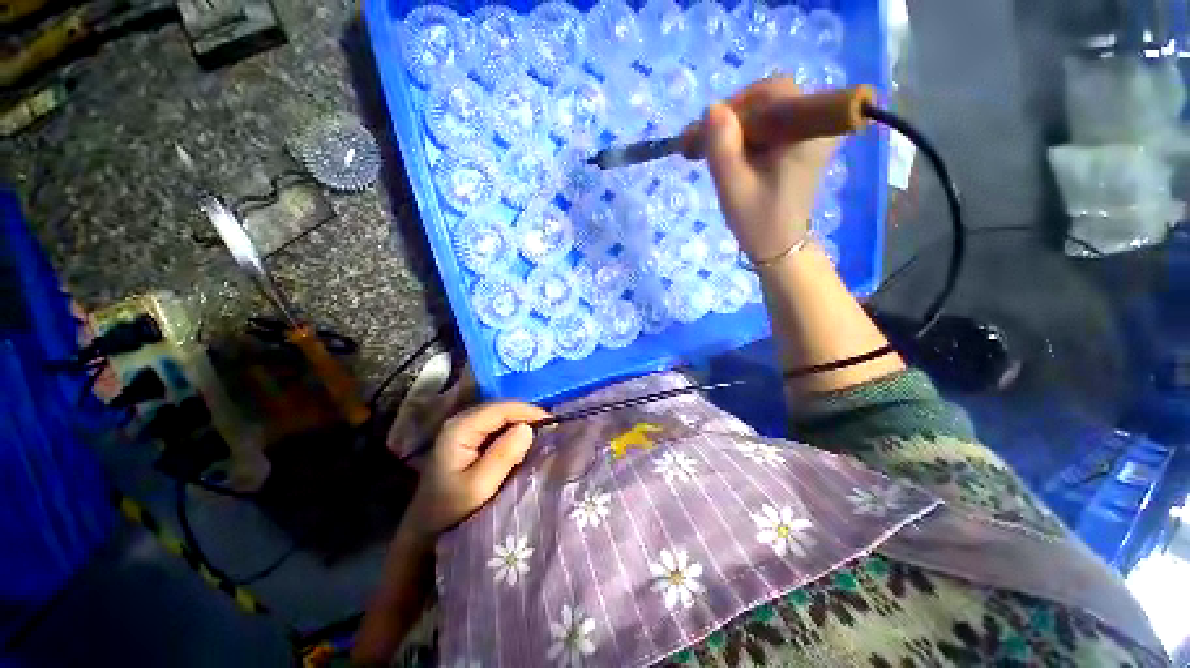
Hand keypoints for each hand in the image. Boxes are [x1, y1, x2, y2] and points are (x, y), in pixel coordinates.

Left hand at [401, 401, 549, 540]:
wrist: (425, 531)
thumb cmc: (450, 511)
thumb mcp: (478, 487)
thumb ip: (502, 456)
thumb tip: (528, 428)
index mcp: (460, 428)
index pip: (500, 409)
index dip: (528, 412)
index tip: (552, 423)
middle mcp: (461, 422)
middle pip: (501, 410)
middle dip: (527, 416)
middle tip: (551, 429)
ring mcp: (465, 430)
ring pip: (501, 417)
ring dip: (522, 424)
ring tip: (544, 434)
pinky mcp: (470, 440)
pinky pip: (497, 428)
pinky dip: (514, 432)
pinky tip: (526, 442)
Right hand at [700, 78, 838, 263]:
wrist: (779, 246)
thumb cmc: (757, 220)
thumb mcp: (732, 186)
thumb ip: (721, 146)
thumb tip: (712, 108)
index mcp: (807, 130)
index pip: (771, 92)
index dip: (737, 106)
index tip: (711, 132)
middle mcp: (816, 123)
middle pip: (769, 99)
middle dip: (735, 118)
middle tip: (708, 144)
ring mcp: (811, 132)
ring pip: (767, 111)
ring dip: (737, 128)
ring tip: (715, 154)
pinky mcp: (802, 143)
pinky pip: (771, 125)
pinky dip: (747, 136)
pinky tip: (731, 157)